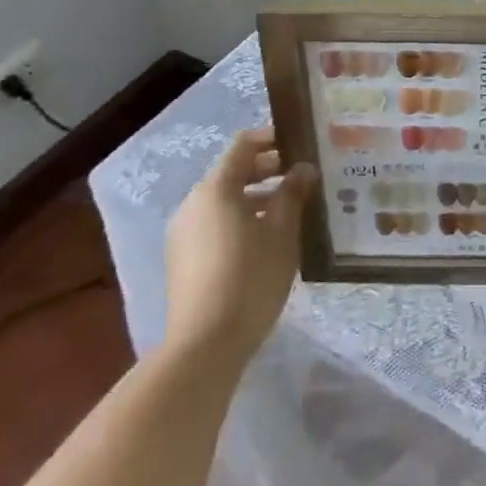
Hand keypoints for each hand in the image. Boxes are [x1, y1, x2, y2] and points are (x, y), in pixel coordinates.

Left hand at [162, 126, 317, 366]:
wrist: (204, 347)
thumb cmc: (249, 278)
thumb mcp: (281, 233)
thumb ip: (292, 194)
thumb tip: (303, 169)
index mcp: (215, 188)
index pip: (243, 145)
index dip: (272, 138)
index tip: (299, 143)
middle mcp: (193, 203)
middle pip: (232, 172)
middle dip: (268, 170)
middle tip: (302, 176)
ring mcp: (184, 233)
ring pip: (224, 200)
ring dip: (256, 197)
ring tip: (291, 209)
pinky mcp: (183, 259)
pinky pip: (215, 223)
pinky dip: (241, 219)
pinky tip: (266, 240)